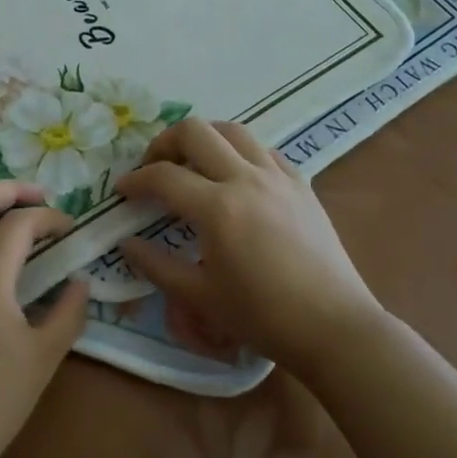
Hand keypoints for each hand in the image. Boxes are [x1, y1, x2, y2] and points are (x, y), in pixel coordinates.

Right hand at [113, 118, 382, 376]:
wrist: (334, 328)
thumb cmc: (263, 317)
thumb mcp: (200, 297)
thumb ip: (156, 266)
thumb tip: (125, 244)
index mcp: (218, 208)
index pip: (163, 176)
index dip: (136, 180)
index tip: (122, 191)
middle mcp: (246, 179)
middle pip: (195, 131)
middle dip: (164, 142)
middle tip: (154, 168)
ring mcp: (278, 177)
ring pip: (233, 130)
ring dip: (204, 138)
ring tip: (192, 163)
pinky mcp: (302, 184)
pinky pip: (265, 150)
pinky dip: (241, 152)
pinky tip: (235, 176)